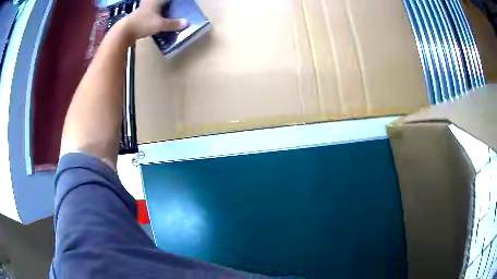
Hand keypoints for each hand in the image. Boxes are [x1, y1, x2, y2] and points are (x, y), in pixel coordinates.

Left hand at [124, 0, 188, 40]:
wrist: (124, 32)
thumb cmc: (143, 24)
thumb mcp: (160, 25)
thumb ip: (173, 24)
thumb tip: (187, 23)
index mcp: (156, 1)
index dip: (173, 1)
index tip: (179, 2)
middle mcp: (149, 2)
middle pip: (159, 1)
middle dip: (165, 3)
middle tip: (171, 5)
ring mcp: (142, 9)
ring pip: (153, 5)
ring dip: (159, 7)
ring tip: (165, 10)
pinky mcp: (138, 16)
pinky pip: (149, 11)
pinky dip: (153, 12)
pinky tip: (155, 17)